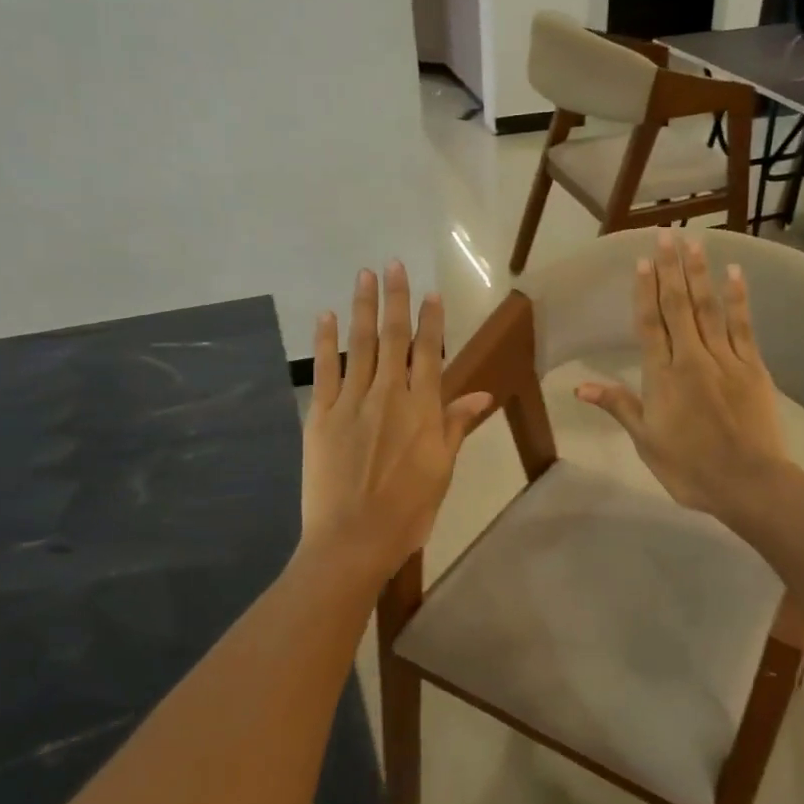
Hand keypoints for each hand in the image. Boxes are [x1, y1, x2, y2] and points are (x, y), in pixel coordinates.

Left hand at [302, 263, 491, 579]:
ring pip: (360, 345)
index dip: (429, 321)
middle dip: (395, 299)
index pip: (428, 353)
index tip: (430, 293)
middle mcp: (389, 395)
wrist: (353, 539)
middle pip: (393, 338)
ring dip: (362, 307)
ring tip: (364, 275)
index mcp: (423, 410)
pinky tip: (327, 316)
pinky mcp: (321, 415)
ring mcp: (352, 402)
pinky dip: (326, 341)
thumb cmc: (408, 511)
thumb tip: (482, 393)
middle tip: (393, 265)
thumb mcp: (442, 470)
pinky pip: (325, 370)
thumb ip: (457, 426)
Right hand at [576, 231, 792, 518]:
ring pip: (709, 308)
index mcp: (662, 378)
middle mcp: (691, 359)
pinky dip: (738, 298)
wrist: (748, 483)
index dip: (644, 292)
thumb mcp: (646, 442)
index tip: (642, 262)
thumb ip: (619, 406)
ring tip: (694, 243)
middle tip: (666, 235)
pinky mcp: (752, 366)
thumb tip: (580, 386)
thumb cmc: (690, 469)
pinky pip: (742, 325)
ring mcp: (725, 359)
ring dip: (700, 274)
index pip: (649, 325)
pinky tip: (734, 274)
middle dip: (670, 269)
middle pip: (678, 306)